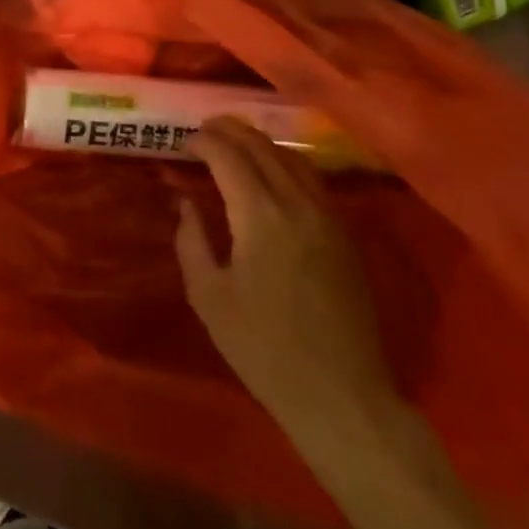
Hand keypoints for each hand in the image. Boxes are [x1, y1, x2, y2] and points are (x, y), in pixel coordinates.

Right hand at [175, 118, 395, 443]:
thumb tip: (186, 203)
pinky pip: (312, 180)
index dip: (203, 142)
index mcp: (260, 216)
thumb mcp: (208, 297)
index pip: (228, 156)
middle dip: (230, 131)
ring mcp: (328, 217)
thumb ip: (192, 241)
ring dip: (260, 143)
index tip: (183, 143)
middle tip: (204, 131)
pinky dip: (285, 163)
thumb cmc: (264, 349)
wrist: (342, 396)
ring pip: (292, 158)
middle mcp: (297, 204)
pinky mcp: (345, 235)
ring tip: (235, 144)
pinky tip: (272, 175)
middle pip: (262, 146)